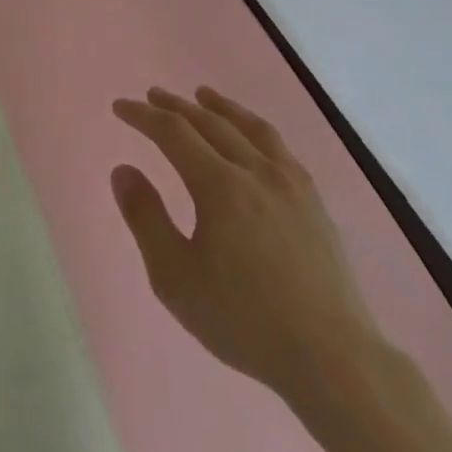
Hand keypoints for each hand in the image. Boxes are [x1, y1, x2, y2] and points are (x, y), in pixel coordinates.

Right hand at [110, 87, 378, 402]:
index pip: (173, 133)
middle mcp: (256, 171)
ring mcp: (291, 183)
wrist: (331, 356)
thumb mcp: (175, 277)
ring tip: (203, 95)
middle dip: (176, 106)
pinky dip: (255, 128)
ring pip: (250, 127)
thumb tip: (123, 170)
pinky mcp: (314, 201)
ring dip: (220, 107)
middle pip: (210, 123)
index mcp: (220, 186)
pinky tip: (253, 138)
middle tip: (152, 95)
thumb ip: (146, 218)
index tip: (120, 107)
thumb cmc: (243, 320)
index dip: (143, 116)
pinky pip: (279, 147)